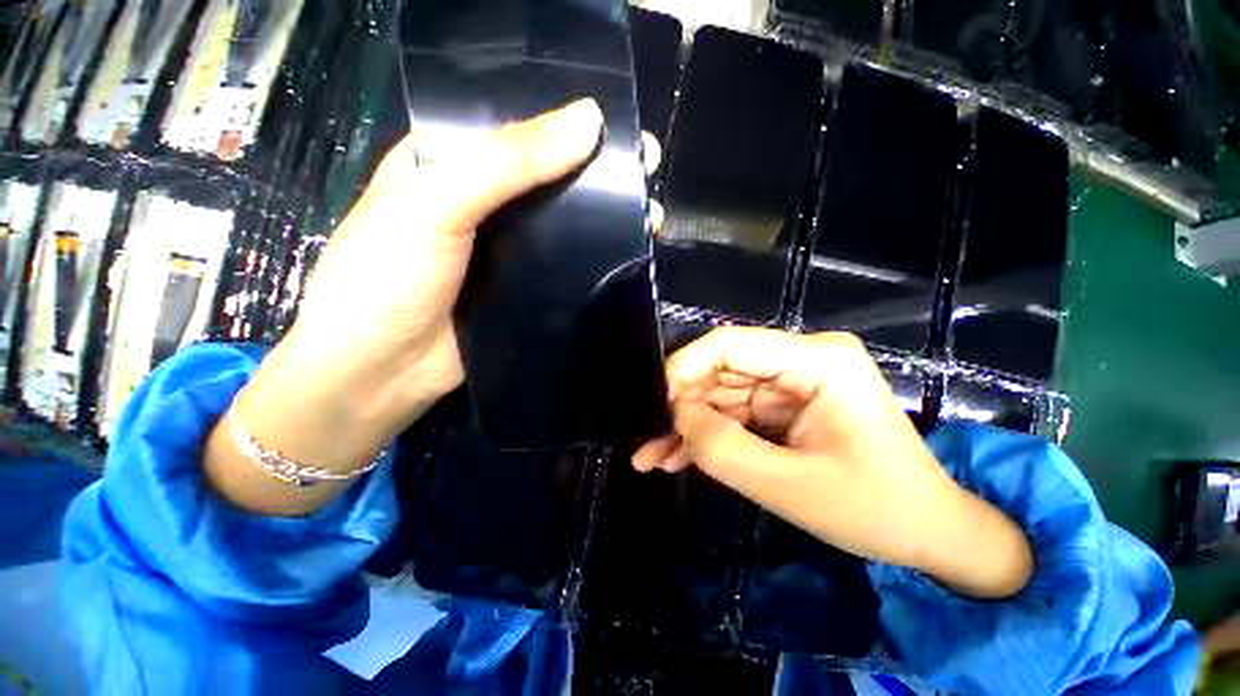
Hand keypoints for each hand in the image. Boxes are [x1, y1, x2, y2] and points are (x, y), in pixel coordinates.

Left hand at [207, 100, 605, 515]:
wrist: (382, 372)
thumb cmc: (388, 279)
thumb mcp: (435, 204)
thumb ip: (506, 162)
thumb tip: (588, 121)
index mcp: (450, 164)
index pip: (517, 129)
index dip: (567, 125)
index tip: (621, 127)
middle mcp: (482, 204)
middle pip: (547, 179)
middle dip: (598, 175)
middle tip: (646, 172)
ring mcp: (506, 252)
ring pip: (561, 225)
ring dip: (602, 220)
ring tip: (649, 217)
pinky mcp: (523, 290)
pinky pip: (563, 267)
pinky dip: (591, 261)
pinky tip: (625, 256)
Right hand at [634, 327, 1032, 598]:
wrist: (930, 532)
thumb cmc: (876, 510)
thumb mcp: (791, 487)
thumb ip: (723, 448)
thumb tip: (675, 416)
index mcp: (818, 361)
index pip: (730, 344)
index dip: (683, 368)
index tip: (653, 403)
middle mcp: (802, 359)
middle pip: (720, 370)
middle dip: (680, 406)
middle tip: (645, 441)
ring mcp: (792, 381)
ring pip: (720, 393)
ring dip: (686, 425)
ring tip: (651, 457)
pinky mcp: (785, 404)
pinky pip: (734, 411)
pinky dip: (706, 434)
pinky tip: (678, 457)